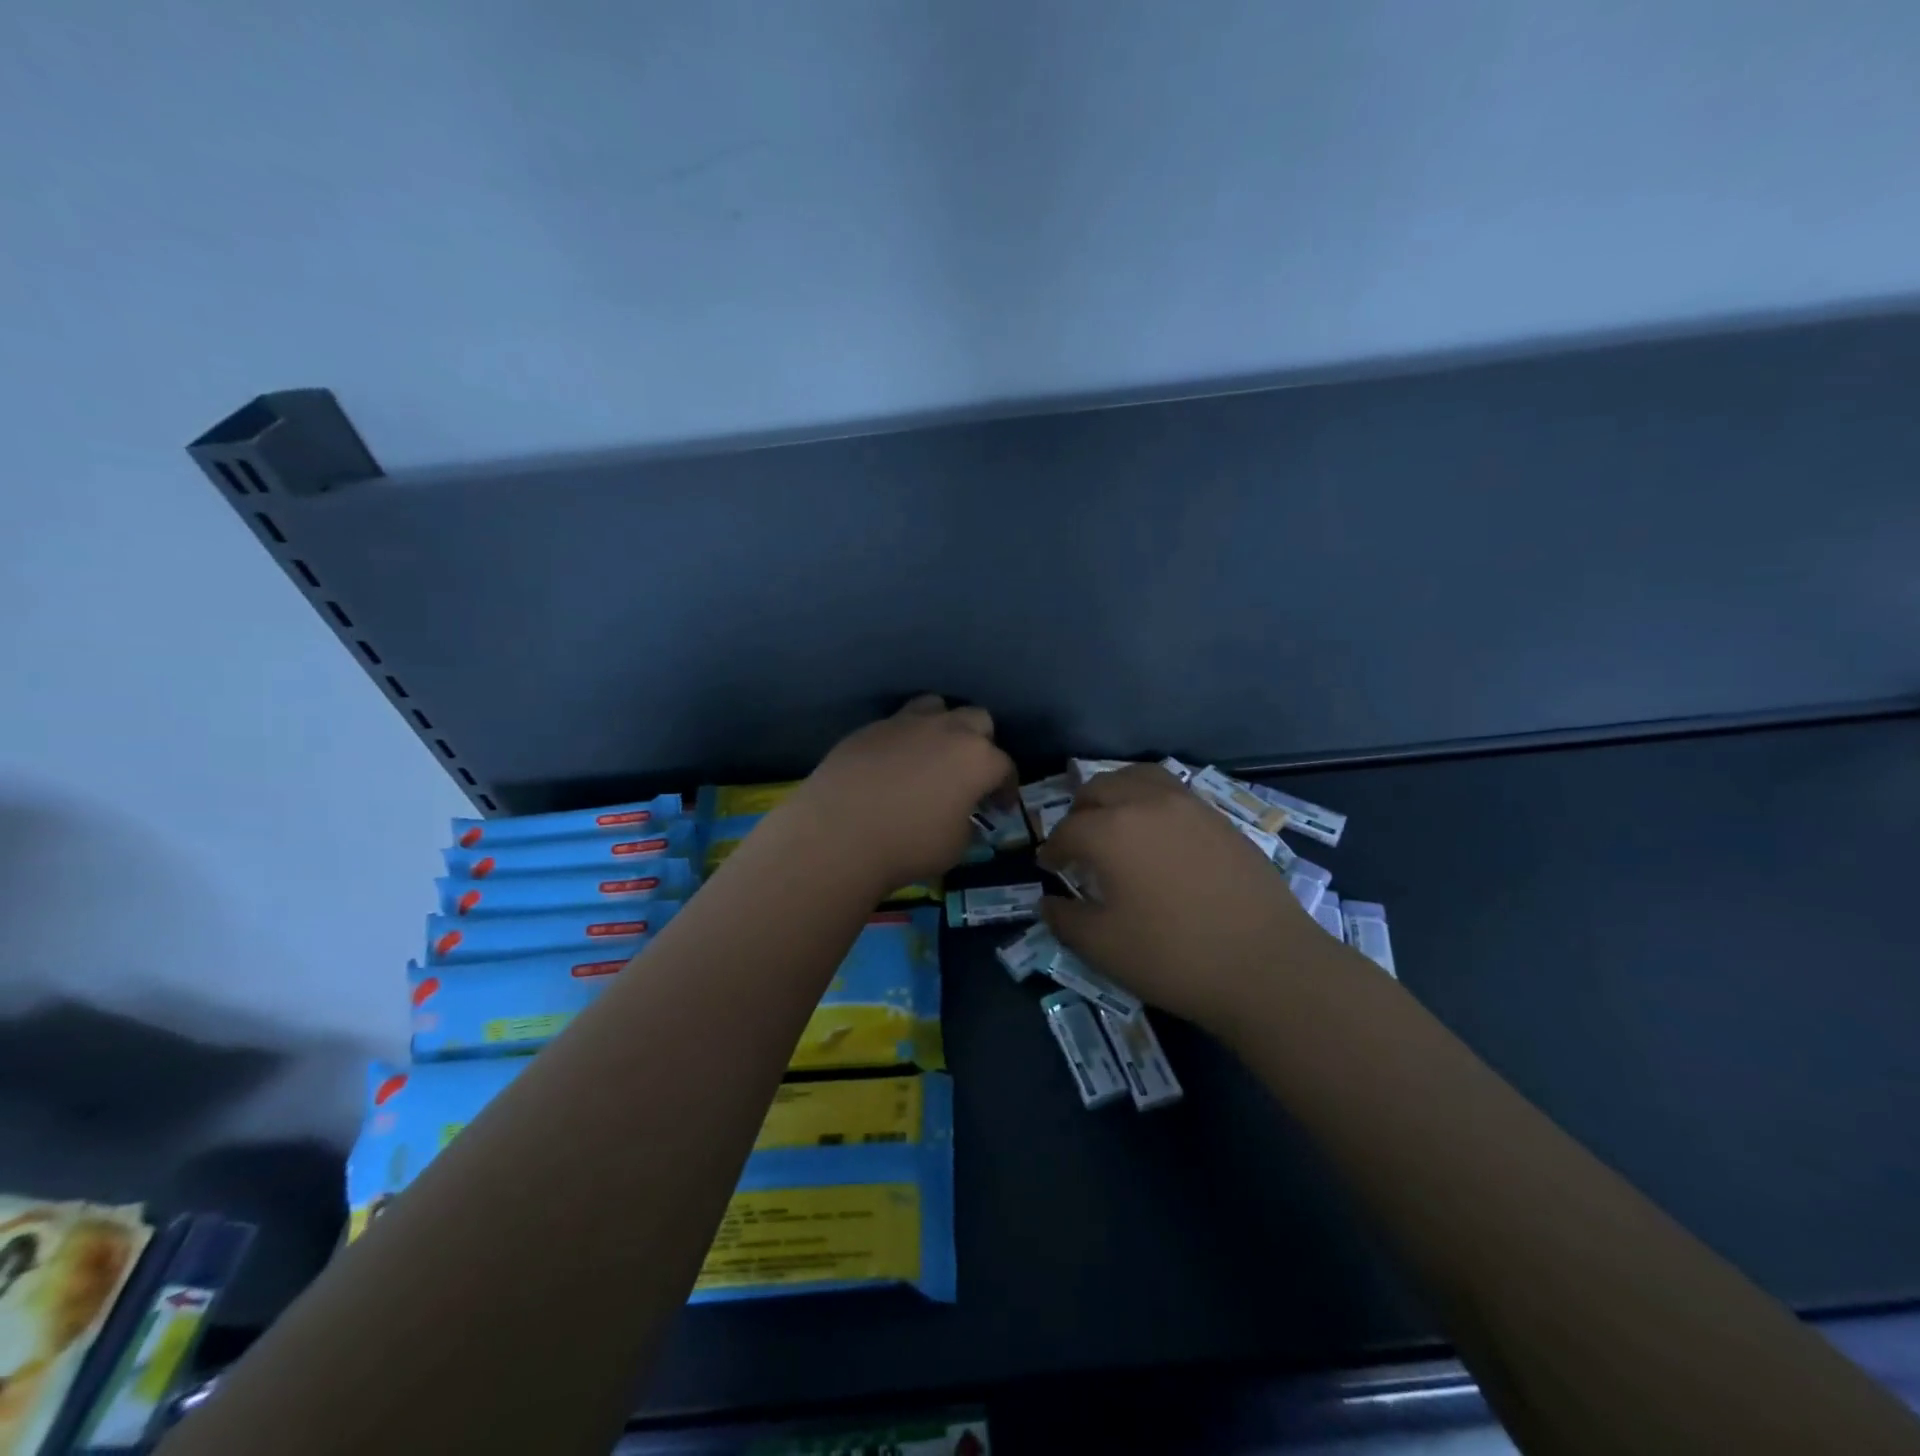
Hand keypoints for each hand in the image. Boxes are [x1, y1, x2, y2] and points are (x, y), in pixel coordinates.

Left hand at [787, 696, 1013, 893]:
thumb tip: (960, 817)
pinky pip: (897, 725)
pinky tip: (892, 765)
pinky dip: (903, 741)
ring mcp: (905, 723)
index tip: (1000, 806)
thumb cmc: (908, 844)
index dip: (1006, 787)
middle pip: (977, 720)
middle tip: (969, 774)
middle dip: (981, 743)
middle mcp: (946, 730)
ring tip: (932, 754)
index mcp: (977, 758)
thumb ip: (966, 824)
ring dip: (942, 726)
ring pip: (936, 707)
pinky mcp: (870, 728)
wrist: (839, 832)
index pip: (1005, 766)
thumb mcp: (955, 847)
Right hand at [1038, 765, 1334, 1032]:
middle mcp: (1147, 803)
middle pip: (1100, 787)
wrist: (1267, 966)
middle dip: (1080, 811)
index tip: (1048, 867)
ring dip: (1116, 793)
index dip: (1052, 849)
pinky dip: (1151, 799)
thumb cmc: (1173, 957)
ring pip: (1139, 777)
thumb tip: (1048, 903)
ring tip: (1115, 821)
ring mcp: (1189, 805)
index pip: (1068, 829)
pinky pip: (1173, 790)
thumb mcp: (1103, 947)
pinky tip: (1159, 833)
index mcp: (1111, 831)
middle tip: (1078, 842)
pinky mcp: (1220, 818)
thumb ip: (1065, 920)